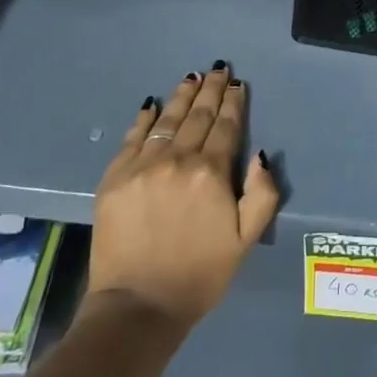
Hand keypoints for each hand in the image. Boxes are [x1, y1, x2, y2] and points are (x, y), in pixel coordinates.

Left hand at [86, 63, 280, 333]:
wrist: (138, 307)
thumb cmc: (200, 275)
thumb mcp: (246, 240)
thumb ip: (262, 194)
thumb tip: (261, 155)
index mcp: (212, 173)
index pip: (227, 127)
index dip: (234, 103)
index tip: (238, 85)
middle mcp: (178, 160)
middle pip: (198, 116)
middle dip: (211, 91)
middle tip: (219, 70)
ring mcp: (142, 166)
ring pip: (167, 120)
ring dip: (183, 96)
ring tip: (192, 77)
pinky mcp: (114, 178)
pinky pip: (133, 137)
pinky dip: (145, 118)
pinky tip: (153, 104)